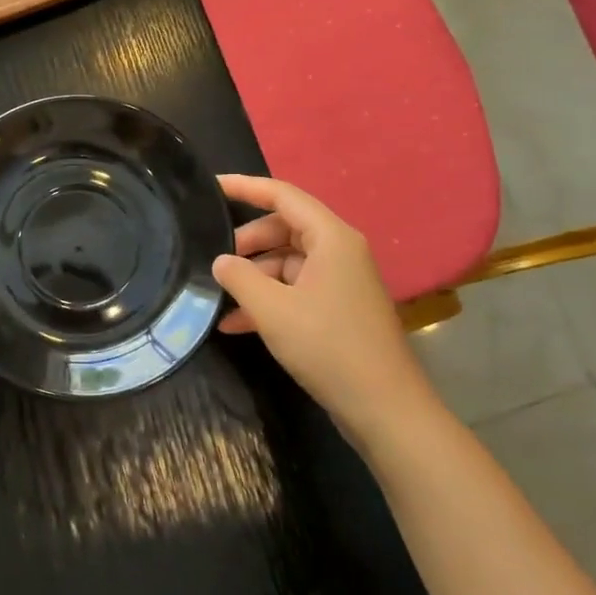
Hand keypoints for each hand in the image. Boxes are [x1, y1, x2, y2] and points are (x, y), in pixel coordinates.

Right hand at [212, 175, 441, 444]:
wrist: (384, 408)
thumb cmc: (328, 347)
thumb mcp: (272, 309)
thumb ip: (239, 277)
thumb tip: (221, 261)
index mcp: (331, 238)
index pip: (282, 195)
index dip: (245, 186)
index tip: (210, 186)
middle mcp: (339, 252)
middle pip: (283, 229)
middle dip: (246, 242)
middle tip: (213, 258)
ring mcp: (340, 282)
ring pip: (286, 262)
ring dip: (253, 277)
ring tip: (218, 295)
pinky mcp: (337, 310)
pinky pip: (295, 290)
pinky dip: (267, 301)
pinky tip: (234, 324)